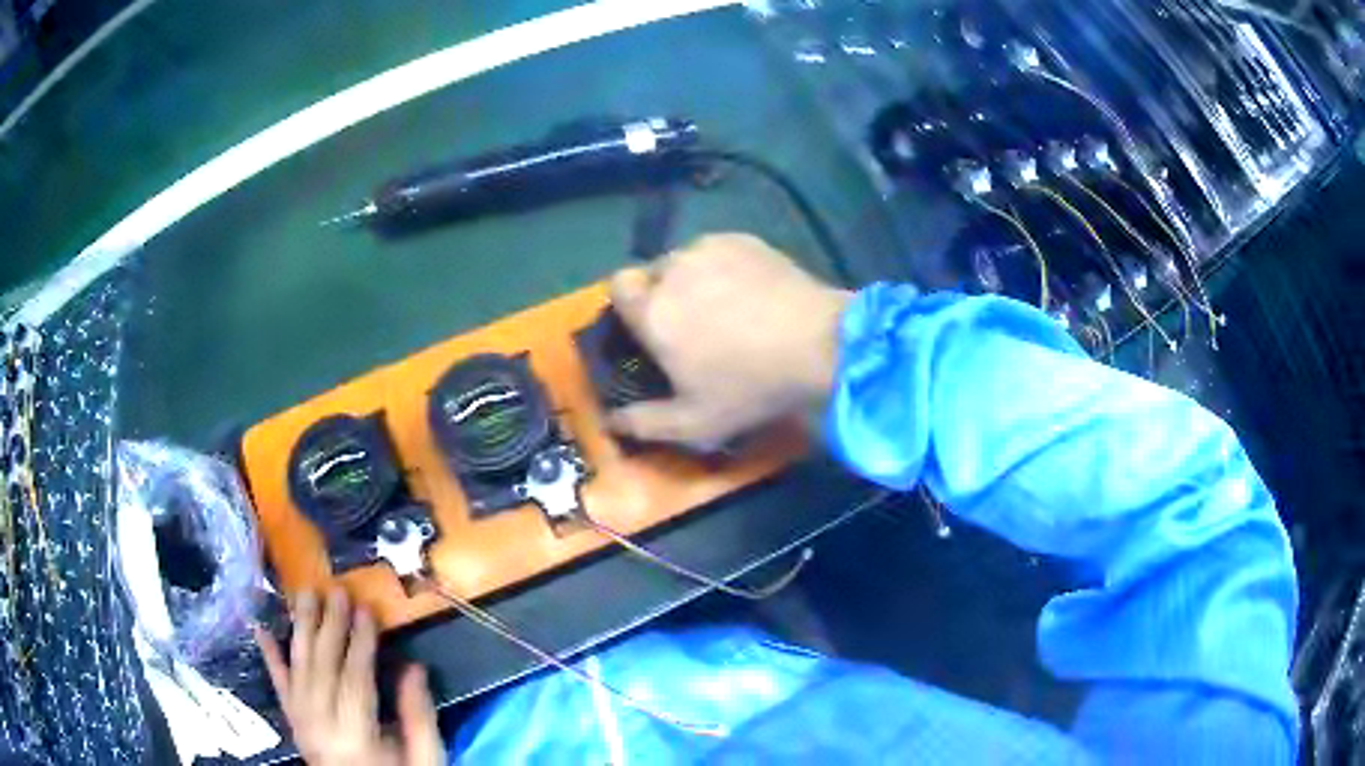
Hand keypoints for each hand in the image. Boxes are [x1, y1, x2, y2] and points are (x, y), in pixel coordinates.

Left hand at [254, 589, 445, 765]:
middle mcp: (321, 725)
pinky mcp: (292, 721)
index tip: (366, 609)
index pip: (355, 680)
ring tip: (304, 594)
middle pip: (323, 668)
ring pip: (298, 668)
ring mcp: (302, 722)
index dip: (360, 643)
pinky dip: (269, 656)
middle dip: (330, 626)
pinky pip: (278, 685)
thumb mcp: (423, 759)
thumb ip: (419, 718)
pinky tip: (261, 628)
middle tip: (337, 591)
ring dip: (300, 629)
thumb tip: (414, 668)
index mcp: (355, 737)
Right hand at [608, 233, 850, 450]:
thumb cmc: (750, 386)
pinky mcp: (743, 239)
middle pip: (650, 273)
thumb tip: (609, 423)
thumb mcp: (694, 423)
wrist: (821, 345)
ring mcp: (710, 248)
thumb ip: (643, 424)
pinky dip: (722, 267)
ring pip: (684, 259)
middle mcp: (672, 270)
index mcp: (651, 311)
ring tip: (724, 305)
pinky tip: (750, 291)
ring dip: (691, 279)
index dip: (628, 304)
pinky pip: (717, 250)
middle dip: (661, 294)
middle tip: (691, 324)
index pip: (616, 286)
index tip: (648, 326)